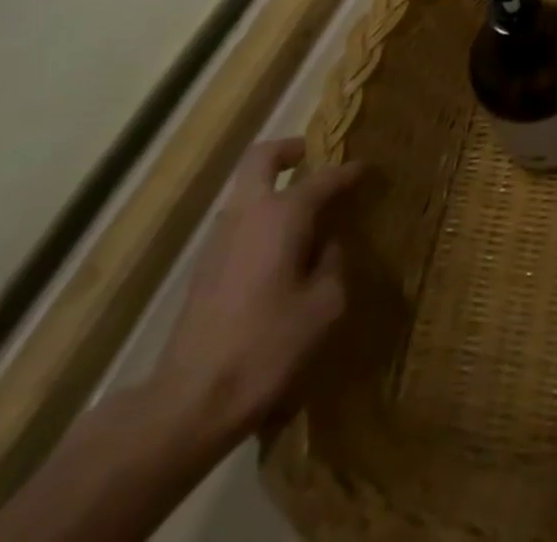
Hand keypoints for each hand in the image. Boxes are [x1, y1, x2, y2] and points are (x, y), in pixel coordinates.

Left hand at [152, 137, 362, 445]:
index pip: (324, 178)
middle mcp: (248, 214)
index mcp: (282, 214)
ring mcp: (219, 241)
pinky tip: (285, 252)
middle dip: (290, 151)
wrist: (188, 405)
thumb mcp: (325, 305)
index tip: (369, 169)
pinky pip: (241, 224)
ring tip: (309, 213)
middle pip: (262, 159)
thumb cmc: (267, 346)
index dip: (350, 172)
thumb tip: (328, 243)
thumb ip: (334, 262)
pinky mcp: (205, 271)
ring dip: (275, 189)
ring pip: (248, 193)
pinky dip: (264, 221)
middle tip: (315, 158)